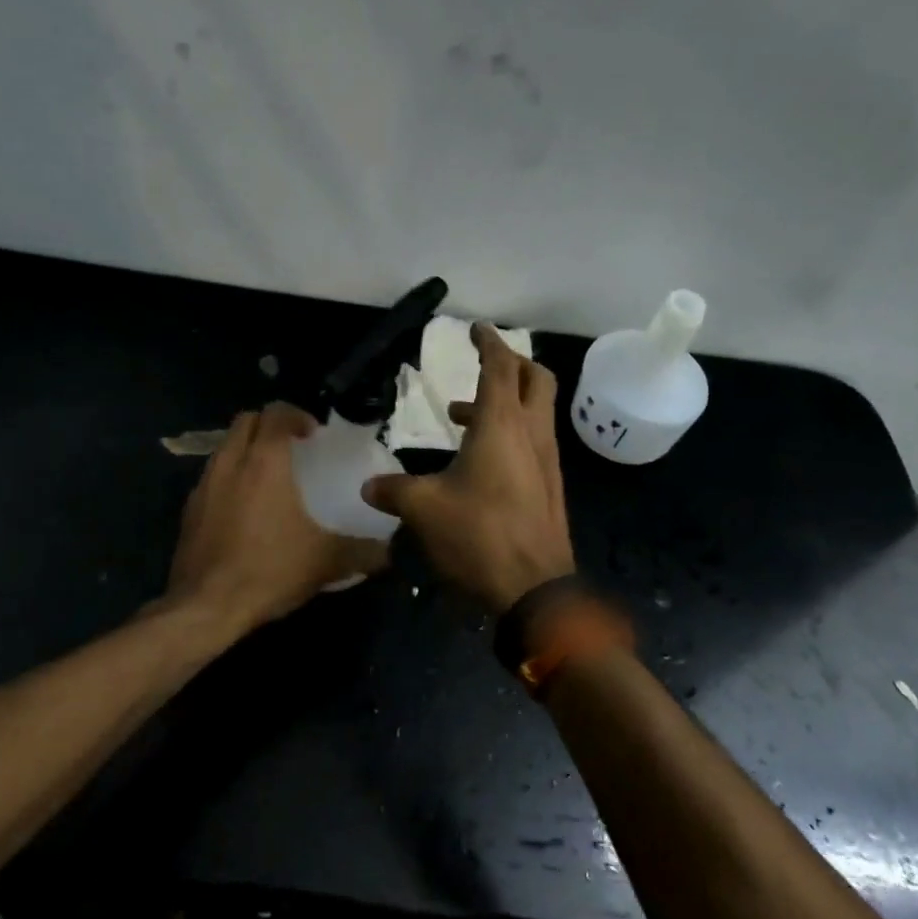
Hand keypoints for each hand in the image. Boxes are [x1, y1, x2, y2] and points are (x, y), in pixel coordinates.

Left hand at [163, 403, 387, 631]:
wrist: (205, 607)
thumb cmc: (269, 570)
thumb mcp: (325, 562)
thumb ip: (362, 552)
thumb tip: (391, 552)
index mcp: (264, 462)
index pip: (276, 413)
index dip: (296, 415)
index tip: (314, 435)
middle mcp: (230, 462)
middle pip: (245, 421)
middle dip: (268, 425)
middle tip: (292, 447)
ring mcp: (204, 485)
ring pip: (224, 447)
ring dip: (246, 450)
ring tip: (268, 476)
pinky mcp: (188, 510)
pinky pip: (211, 478)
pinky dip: (229, 479)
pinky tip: (245, 510)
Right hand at [362, 323, 574, 611]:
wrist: (536, 589)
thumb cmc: (479, 535)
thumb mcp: (425, 510)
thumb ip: (394, 490)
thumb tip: (368, 486)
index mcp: (502, 424)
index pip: (501, 366)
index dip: (489, 342)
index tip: (475, 329)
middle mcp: (532, 433)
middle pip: (535, 378)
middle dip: (512, 363)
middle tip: (482, 364)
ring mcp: (546, 460)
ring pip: (536, 410)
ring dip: (506, 401)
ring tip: (462, 416)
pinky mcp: (549, 485)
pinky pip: (534, 440)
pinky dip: (511, 431)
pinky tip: (479, 460)